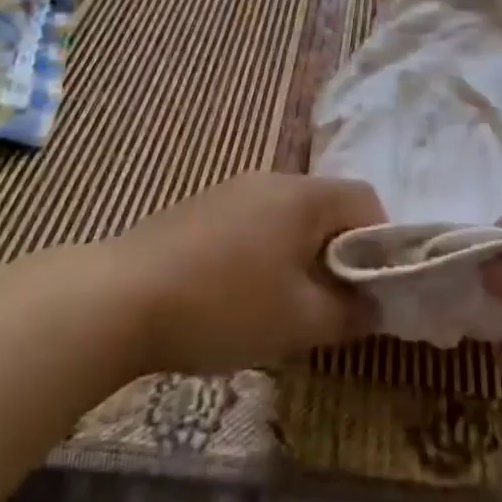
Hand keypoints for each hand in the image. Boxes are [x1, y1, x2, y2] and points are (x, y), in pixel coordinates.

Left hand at [106, 170, 386, 374]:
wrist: (120, 298)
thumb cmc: (224, 305)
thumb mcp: (298, 322)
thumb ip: (349, 313)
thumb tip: (376, 306)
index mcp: (303, 195)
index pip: (365, 200)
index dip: (382, 242)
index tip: (373, 288)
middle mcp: (272, 180)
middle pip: (326, 207)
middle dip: (339, 253)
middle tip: (332, 304)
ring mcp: (233, 190)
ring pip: (289, 217)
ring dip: (301, 255)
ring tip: (287, 306)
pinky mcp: (202, 208)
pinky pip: (254, 223)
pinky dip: (266, 253)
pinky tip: (240, 295)